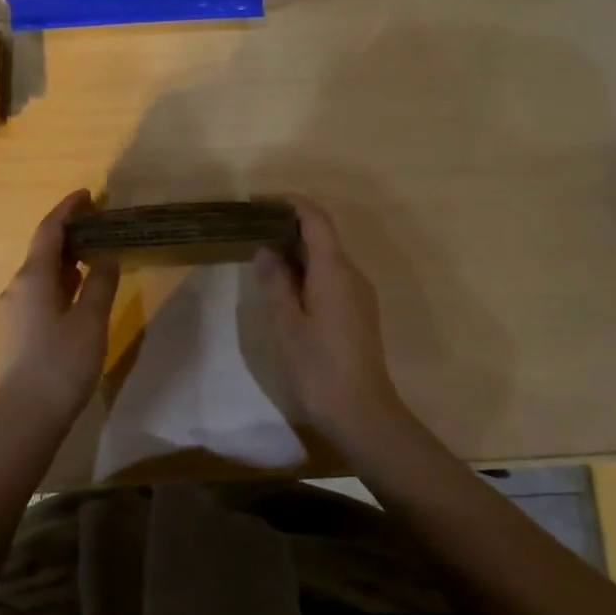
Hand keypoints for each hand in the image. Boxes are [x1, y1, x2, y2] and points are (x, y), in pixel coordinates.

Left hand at [0, 189, 120, 429]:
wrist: (23, 420)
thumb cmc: (60, 365)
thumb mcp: (90, 321)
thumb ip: (100, 283)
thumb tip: (106, 256)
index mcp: (32, 277)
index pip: (49, 230)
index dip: (68, 209)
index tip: (89, 195)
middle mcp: (17, 287)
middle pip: (43, 248)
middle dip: (70, 232)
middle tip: (101, 223)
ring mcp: (13, 310)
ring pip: (41, 272)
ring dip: (66, 257)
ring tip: (96, 251)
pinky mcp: (16, 330)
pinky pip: (39, 291)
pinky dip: (61, 280)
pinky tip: (79, 289)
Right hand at [255, 195, 409, 446]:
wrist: (362, 413)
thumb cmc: (319, 367)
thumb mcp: (287, 324)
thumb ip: (275, 281)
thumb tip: (266, 249)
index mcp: (334, 270)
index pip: (316, 219)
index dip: (290, 203)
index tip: (259, 201)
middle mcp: (352, 273)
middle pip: (322, 235)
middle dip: (288, 226)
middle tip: (252, 229)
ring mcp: (358, 293)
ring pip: (326, 257)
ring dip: (296, 250)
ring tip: (262, 255)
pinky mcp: (358, 311)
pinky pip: (331, 276)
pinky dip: (307, 270)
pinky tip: (285, 286)